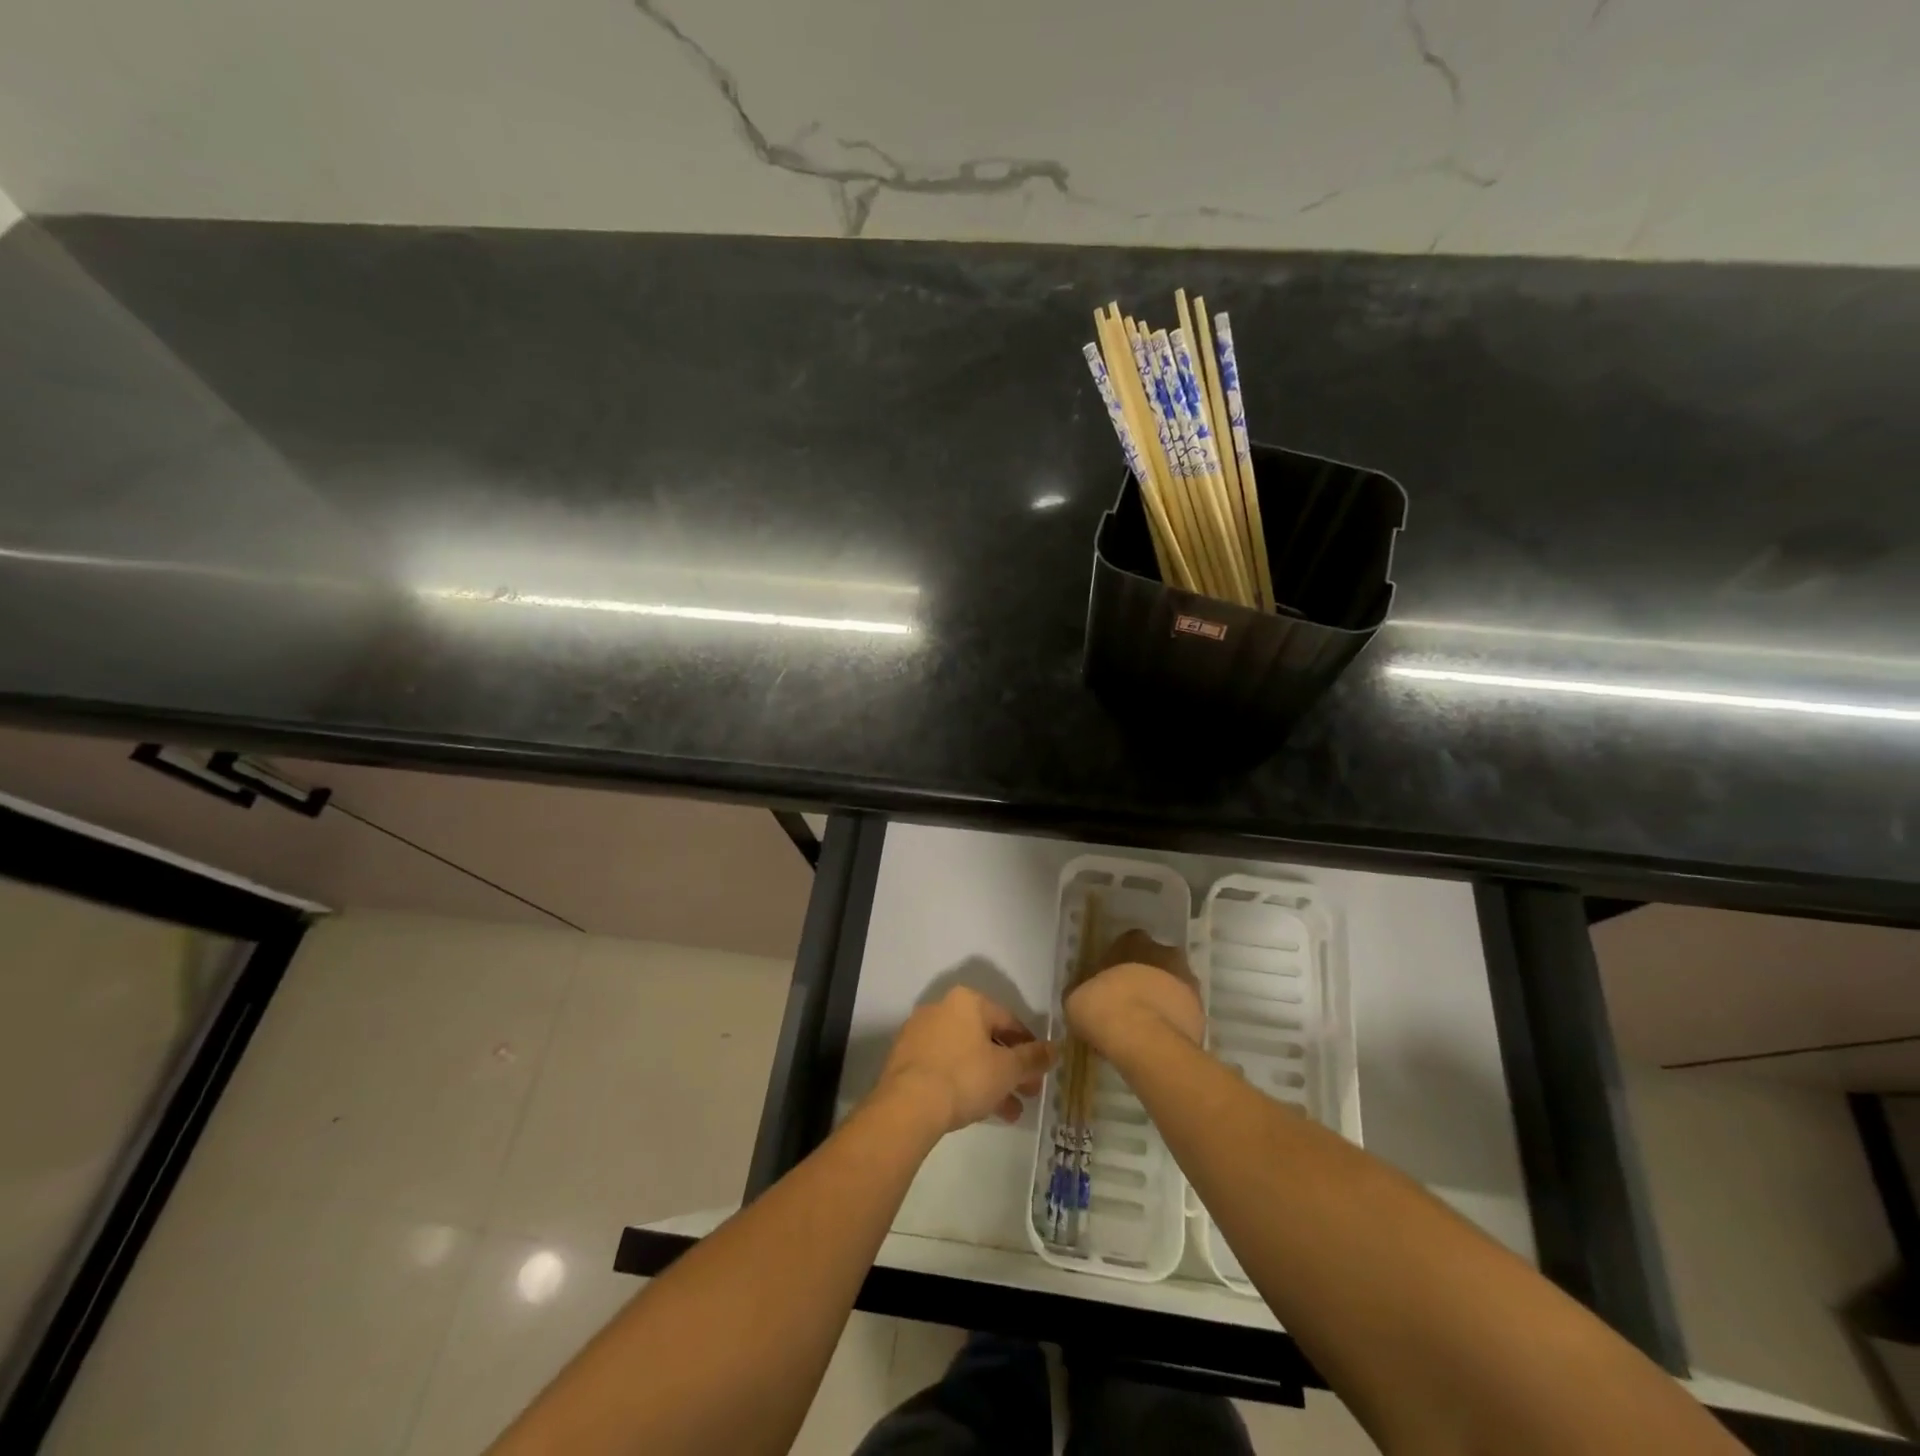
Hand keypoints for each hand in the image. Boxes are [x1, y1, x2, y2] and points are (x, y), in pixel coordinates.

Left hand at [874, 987, 1053, 1136]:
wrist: (908, 1104)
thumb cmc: (965, 1076)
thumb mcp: (1007, 1069)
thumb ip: (1033, 1057)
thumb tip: (1055, 1048)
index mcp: (967, 1001)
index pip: (1008, 1020)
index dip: (1029, 1046)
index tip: (1040, 1070)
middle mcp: (942, 1008)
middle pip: (986, 1038)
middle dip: (1010, 1069)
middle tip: (1028, 1094)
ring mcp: (920, 1033)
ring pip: (966, 1055)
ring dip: (990, 1081)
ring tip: (1010, 1113)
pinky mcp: (906, 1058)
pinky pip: (945, 1066)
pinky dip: (964, 1082)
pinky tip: (979, 1110)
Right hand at [1066, 928, 1205, 1055]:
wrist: (1144, 1040)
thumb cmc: (1103, 1007)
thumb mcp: (1077, 997)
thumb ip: (1083, 990)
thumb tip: (1083, 996)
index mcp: (1134, 942)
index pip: (1129, 942)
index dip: (1119, 962)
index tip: (1110, 980)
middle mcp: (1165, 954)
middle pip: (1156, 962)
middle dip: (1146, 978)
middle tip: (1128, 1002)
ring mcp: (1188, 982)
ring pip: (1173, 987)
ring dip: (1162, 1000)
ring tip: (1143, 1025)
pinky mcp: (1201, 1012)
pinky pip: (1183, 1013)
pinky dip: (1173, 1022)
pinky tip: (1156, 1039)